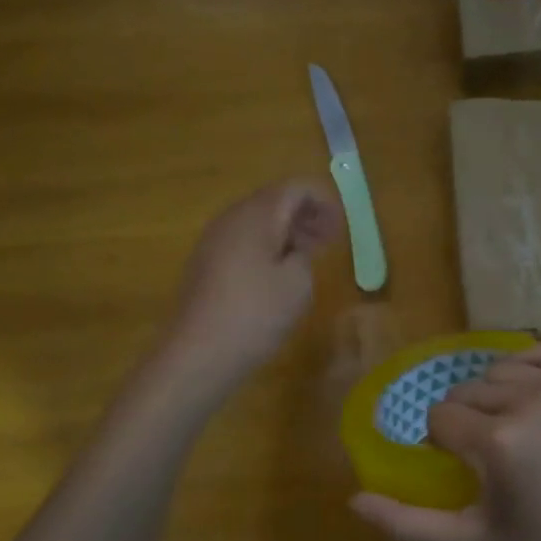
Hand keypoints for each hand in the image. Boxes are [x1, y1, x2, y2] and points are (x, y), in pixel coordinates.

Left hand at [166, 178, 341, 385]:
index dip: (323, 202)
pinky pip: (243, 241)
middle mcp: (231, 218)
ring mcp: (214, 240)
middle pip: (274, 200)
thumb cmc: (256, 313)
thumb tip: (294, 249)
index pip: (295, 188)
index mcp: (257, 215)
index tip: (341, 228)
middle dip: (305, 215)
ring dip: (286, 232)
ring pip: (257, 221)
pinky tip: (278, 274)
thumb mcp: (298, 283)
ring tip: (308, 257)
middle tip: (330, 240)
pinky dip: (267, 246)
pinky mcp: (206, 263)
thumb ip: (304, 254)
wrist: (199, 353)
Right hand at [349, 344, 540, 540]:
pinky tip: (530, 396)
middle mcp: (532, 403)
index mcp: (499, 441)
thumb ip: (405, 524)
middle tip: (483, 455)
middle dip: (464, 419)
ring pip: (501, 370)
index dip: (441, 442)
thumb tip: (353, 501)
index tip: (461, 468)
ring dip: (493, 394)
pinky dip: (529, 366)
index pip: (441, 416)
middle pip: (468, 390)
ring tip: (507, 428)